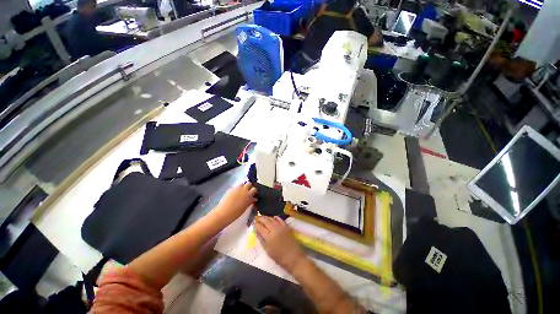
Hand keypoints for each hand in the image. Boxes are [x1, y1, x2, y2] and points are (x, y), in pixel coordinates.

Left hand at [216, 182, 257, 222]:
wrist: (223, 212)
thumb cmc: (236, 213)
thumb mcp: (245, 207)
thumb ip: (250, 201)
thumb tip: (254, 199)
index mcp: (248, 195)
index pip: (254, 189)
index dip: (254, 191)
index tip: (253, 194)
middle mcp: (243, 189)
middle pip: (249, 183)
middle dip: (249, 186)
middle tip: (248, 191)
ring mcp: (236, 188)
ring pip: (242, 184)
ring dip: (243, 187)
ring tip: (241, 192)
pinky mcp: (230, 189)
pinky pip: (236, 187)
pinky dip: (237, 189)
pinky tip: (235, 194)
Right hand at [255, 216, 306, 272]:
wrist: (293, 257)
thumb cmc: (279, 257)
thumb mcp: (268, 250)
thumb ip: (262, 240)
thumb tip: (257, 232)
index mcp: (269, 236)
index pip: (260, 227)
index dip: (256, 224)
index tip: (253, 222)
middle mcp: (274, 229)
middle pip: (266, 221)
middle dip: (260, 218)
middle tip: (256, 217)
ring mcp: (281, 226)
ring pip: (272, 219)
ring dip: (267, 217)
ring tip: (263, 217)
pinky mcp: (286, 226)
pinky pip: (280, 219)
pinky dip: (275, 217)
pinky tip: (273, 217)